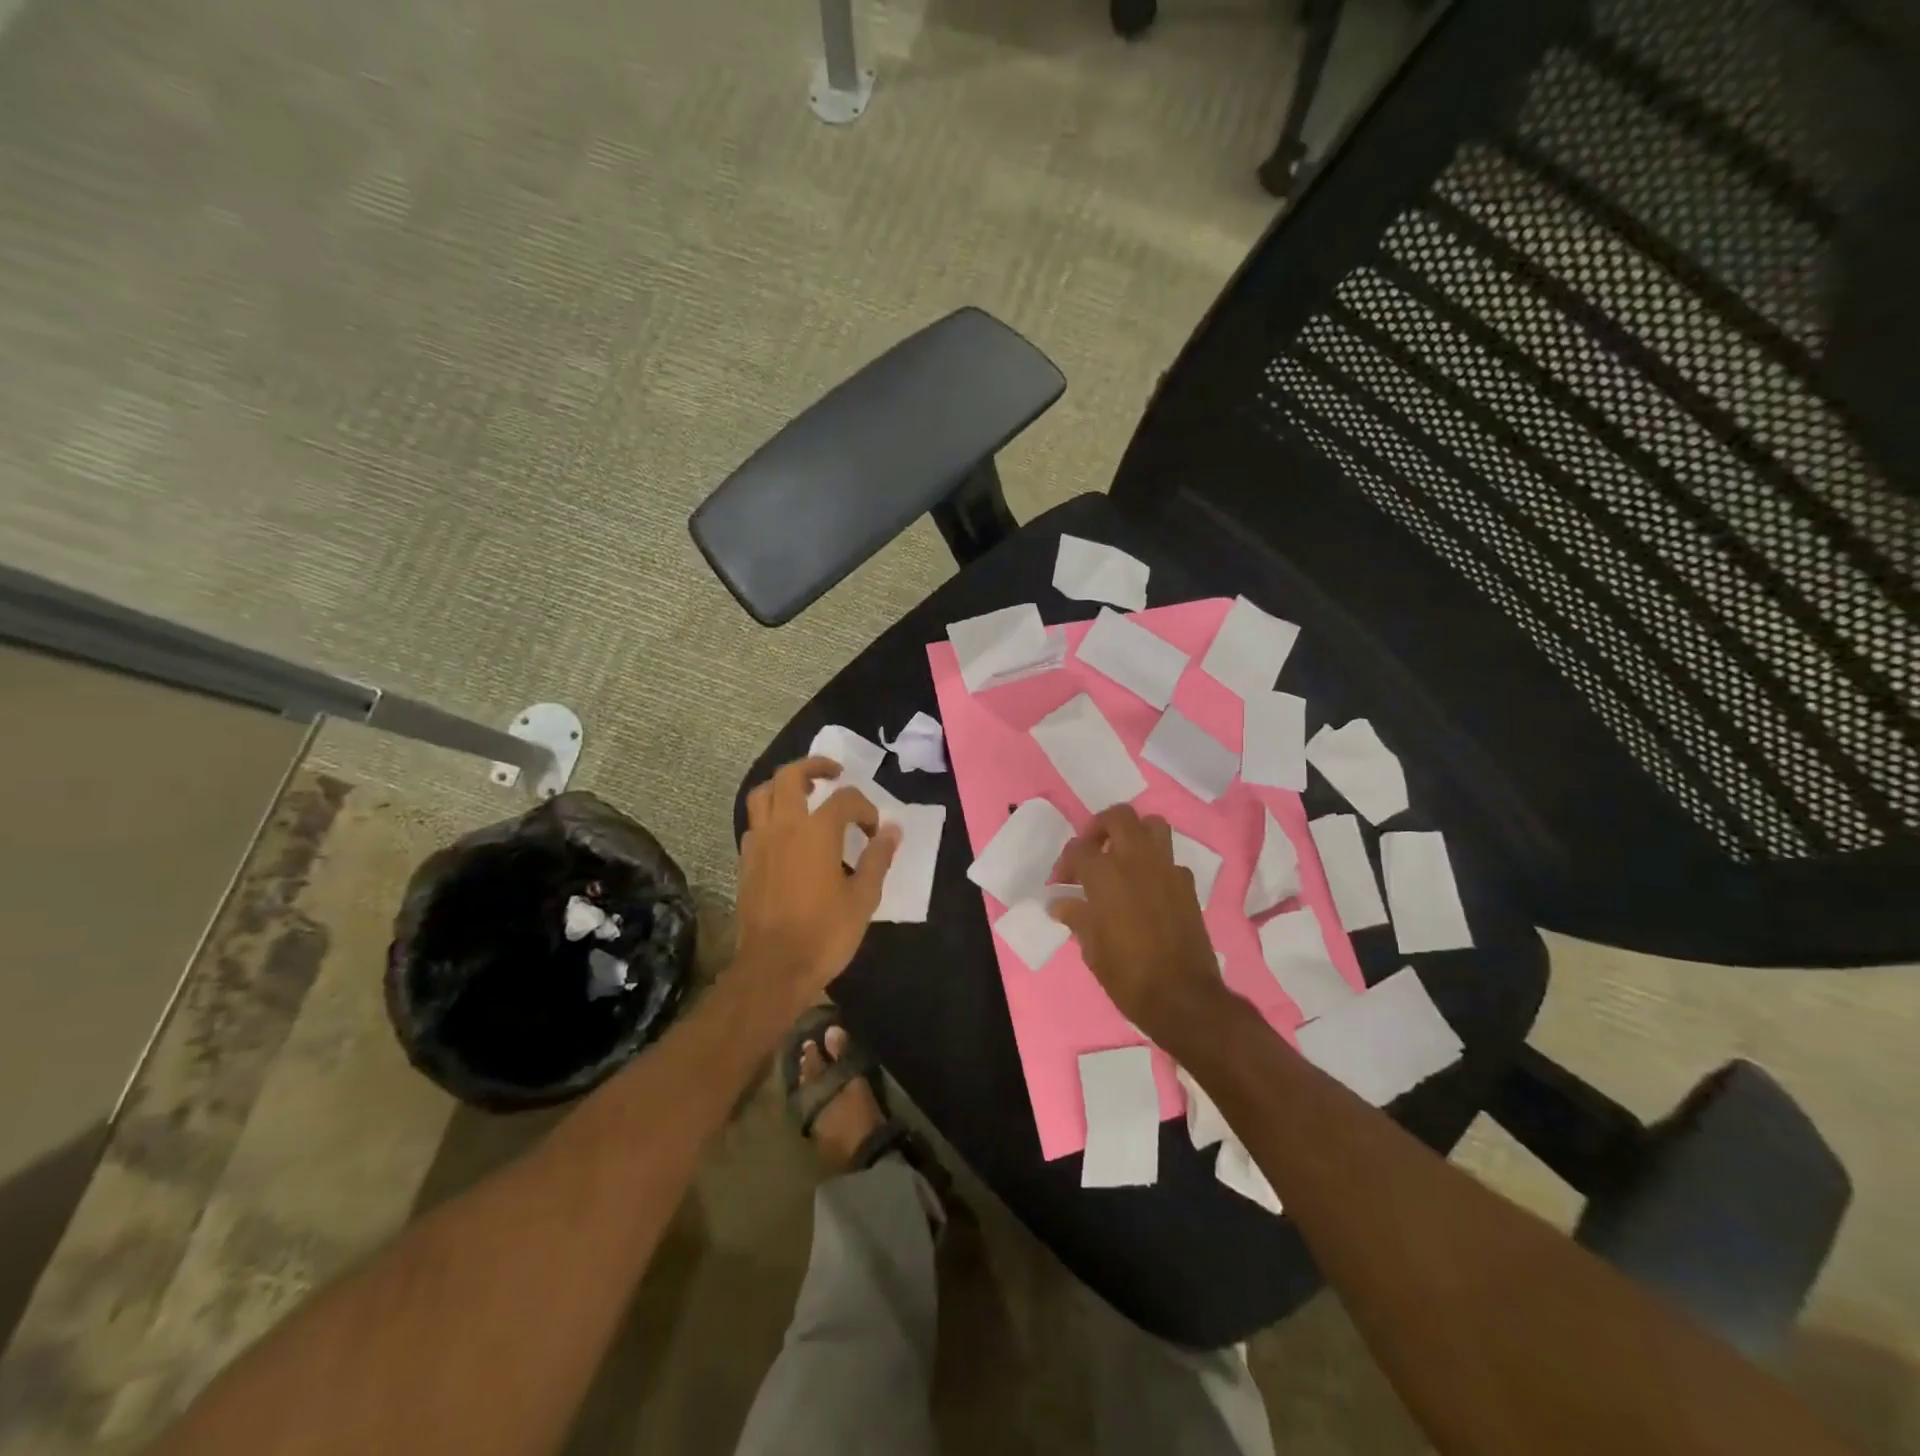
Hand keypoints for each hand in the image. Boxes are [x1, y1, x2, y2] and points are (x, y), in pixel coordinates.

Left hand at [735, 757, 899, 1010]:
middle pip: (791, 776)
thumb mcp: (863, 898)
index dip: (865, 808)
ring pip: (762, 794)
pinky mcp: (745, 861)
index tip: (874, 832)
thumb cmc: (824, 934)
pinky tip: (786, 833)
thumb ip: (878, 859)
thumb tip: (893, 830)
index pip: (845, 799)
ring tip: (804, 793)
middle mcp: (784, 827)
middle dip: (814, 766)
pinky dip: (770, 815)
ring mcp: (759, 843)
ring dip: (784, 785)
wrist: (773, 968)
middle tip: (834, 773)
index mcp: (817, 832)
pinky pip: (754, 823)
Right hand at [1050, 806, 1231, 1051]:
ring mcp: (1167, 870)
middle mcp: (1136, 861)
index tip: (1062, 884)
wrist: (1182, 997)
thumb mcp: (1092, 949)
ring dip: (1134, 834)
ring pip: (1152, 825)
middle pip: (1119, 817)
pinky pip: (1170, 860)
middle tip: (1092, 851)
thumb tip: (1060, 904)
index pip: (1078, 849)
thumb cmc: (1127, 975)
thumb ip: (1076, 917)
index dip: (1065, 863)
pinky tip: (1148, 888)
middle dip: (1100, 827)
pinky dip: (1156, 865)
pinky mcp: (1187, 885)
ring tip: (1122, 857)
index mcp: (1105, 875)